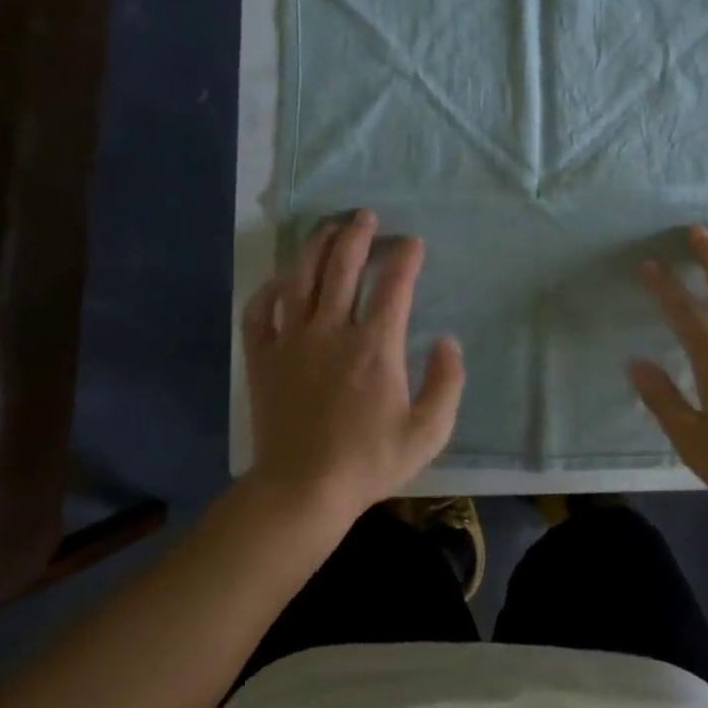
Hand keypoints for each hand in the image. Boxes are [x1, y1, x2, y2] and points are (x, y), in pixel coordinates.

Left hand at [243, 211, 463, 517]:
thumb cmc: (369, 462)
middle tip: (366, 216)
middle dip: (358, 234)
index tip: (413, 244)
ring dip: (316, 246)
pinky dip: (270, 290)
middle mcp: (331, 331)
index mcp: (375, 346)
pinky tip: (282, 281)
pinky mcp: (262, 358)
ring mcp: (291, 341)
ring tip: (329, 227)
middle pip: (343, 266)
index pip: (394, 285)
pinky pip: (259, 311)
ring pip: (301, 277)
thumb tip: (448, 341)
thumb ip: (447, 382)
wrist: (302, 491)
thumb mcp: (429, 431)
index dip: (405, 257)